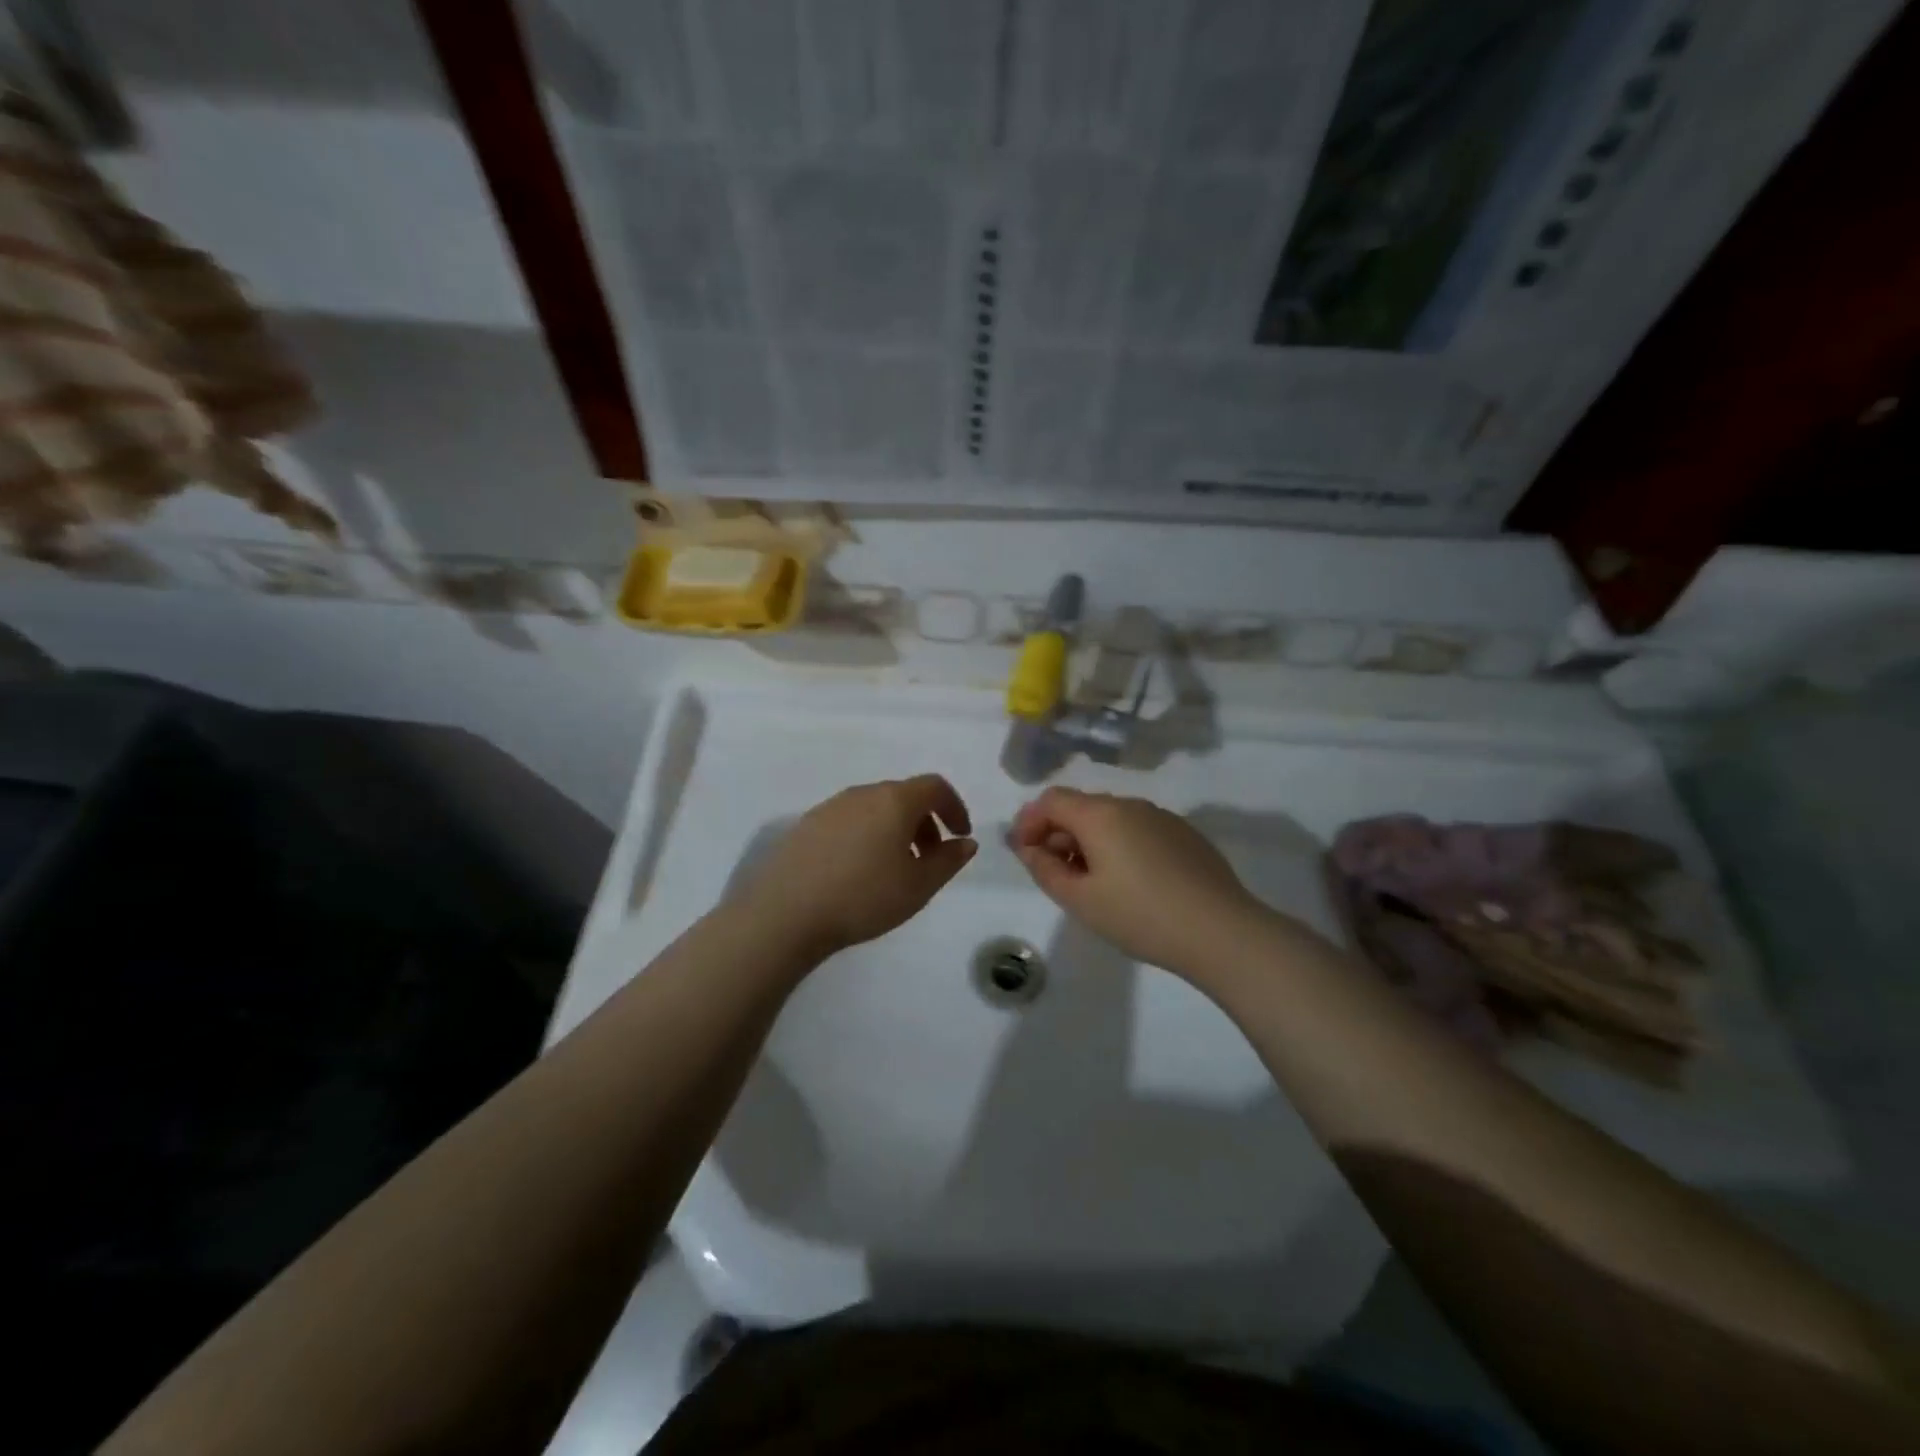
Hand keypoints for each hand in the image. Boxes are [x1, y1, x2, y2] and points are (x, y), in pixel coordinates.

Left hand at [738, 775, 976, 958]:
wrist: (785, 913)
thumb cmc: (863, 897)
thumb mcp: (918, 886)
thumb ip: (948, 861)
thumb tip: (965, 842)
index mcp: (894, 800)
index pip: (934, 786)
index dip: (954, 807)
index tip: (960, 835)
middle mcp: (861, 794)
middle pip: (903, 796)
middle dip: (924, 822)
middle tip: (930, 858)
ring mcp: (829, 807)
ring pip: (874, 809)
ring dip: (894, 830)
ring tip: (894, 869)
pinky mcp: (805, 826)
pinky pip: (849, 821)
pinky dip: (866, 836)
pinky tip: (858, 872)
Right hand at [1010, 787, 1266, 975]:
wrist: (1221, 932)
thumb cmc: (1140, 916)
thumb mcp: (1080, 900)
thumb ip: (1045, 869)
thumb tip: (1028, 847)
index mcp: (1100, 815)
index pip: (1051, 800)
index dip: (1029, 822)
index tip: (1024, 854)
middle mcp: (1130, 804)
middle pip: (1081, 806)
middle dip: (1058, 832)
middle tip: (1054, 873)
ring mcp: (1162, 817)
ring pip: (1111, 818)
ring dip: (1089, 840)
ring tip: (1091, 882)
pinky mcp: (1185, 835)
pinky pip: (1138, 829)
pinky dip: (1119, 845)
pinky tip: (1130, 883)